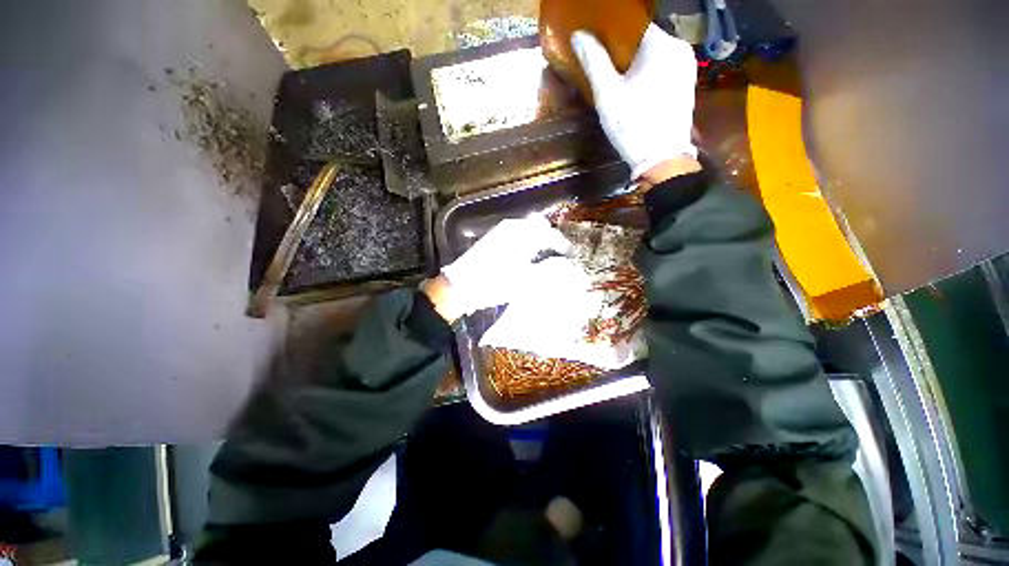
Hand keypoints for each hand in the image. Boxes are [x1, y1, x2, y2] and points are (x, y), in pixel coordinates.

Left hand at [436, 214, 572, 317]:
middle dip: (552, 238)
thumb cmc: (494, 283)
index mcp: (522, 235)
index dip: (563, 245)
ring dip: (539, 239)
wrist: (460, 286)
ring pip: (527, 229)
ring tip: (545, 256)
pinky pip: (517, 235)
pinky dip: (527, 242)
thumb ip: (550, 271)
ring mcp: (500, 232)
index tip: (571, 255)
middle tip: (559, 253)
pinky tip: (526, 256)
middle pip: (539, 226)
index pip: (551, 234)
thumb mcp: (526, 281)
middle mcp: (512, 228)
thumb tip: (567, 265)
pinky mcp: (492, 239)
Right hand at [571, 24, 698, 179]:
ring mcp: (686, 67)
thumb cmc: (633, 125)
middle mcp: (679, 48)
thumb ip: (594, 62)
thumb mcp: (607, 94)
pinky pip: (663, 68)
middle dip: (623, 51)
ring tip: (617, 79)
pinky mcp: (686, 84)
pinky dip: (648, 73)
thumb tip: (579, 35)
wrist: (662, 158)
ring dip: (635, 63)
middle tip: (604, 67)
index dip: (612, 34)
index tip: (597, 47)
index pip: (633, 25)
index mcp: (661, 44)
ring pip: (655, 55)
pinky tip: (635, 90)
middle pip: (645, 40)